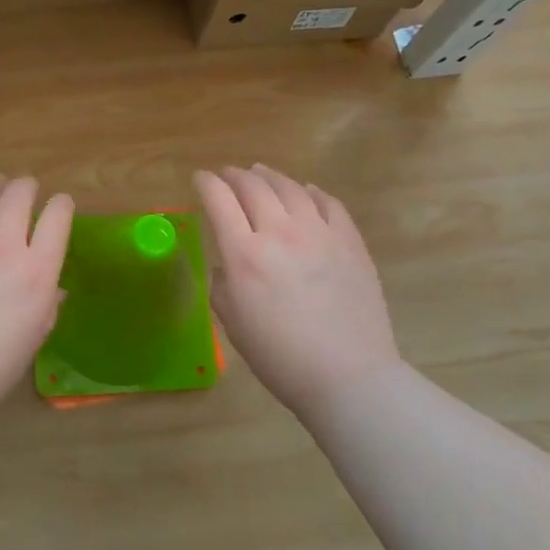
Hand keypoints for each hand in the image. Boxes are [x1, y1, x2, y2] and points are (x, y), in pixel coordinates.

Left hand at [0, 176, 74, 408]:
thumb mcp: (34, 336)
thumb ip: (48, 304)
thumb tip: (53, 287)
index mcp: (37, 270)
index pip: (57, 216)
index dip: (61, 206)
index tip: (60, 207)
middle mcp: (3, 245)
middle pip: (19, 193)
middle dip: (26, 186)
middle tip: (26, 189)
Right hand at [194, 165, 402, 419]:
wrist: (348, 376)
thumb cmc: (280, 357)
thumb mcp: (233, 323)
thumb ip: (223, 284)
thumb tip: (228, 264)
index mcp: (245, 254)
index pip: (218, 200)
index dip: (205, 183)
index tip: (199, 179)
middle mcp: (280, 232)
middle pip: (252, 186)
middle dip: (234, 175)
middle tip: (227, 175)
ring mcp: (319, 232)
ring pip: (290, 187)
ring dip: (270, 176)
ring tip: (261, 173)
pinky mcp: (350, 241)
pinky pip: (328, 202)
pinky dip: (310, 192)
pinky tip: (305, 193)